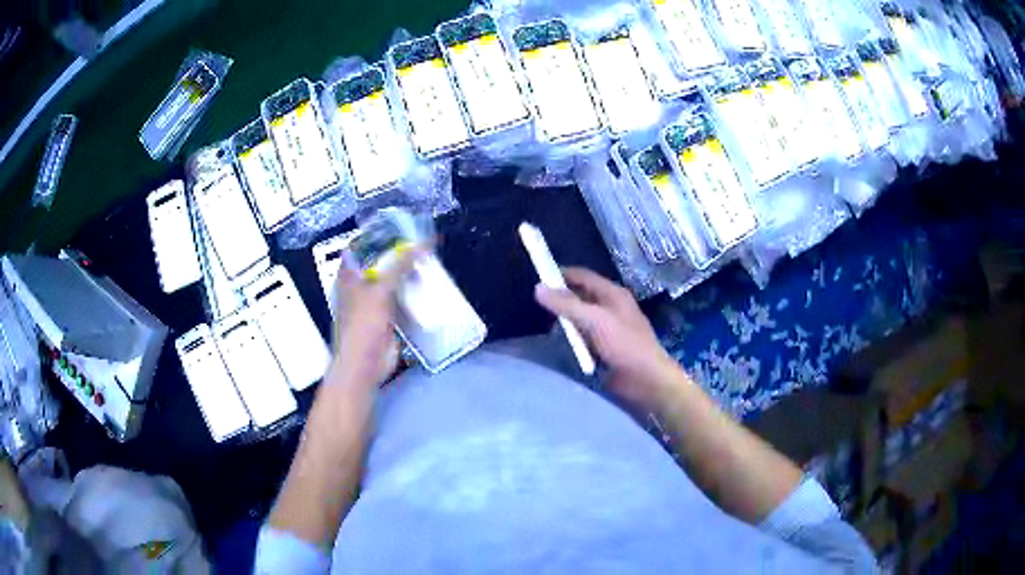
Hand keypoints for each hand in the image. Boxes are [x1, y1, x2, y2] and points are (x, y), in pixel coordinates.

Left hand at [329, 245, 420, 386]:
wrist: (364, 366)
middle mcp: (360, 286)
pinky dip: (414, 295)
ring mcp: (373, 304)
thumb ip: (400, 265)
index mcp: (350, 275)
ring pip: (393, 283)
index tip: (402, 228)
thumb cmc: (364, 326)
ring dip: (409, 276)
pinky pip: (402, 302)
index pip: (362, 246)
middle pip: (380, 263)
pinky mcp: (386, 320)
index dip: (379, 235)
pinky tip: (429, 289)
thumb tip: (423, 243)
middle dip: (400, 255)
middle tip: (423, 245)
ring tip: (430, 263)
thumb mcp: (381, 290)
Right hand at [535, 267, 680, 410]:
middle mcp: (611, 306)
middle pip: (581, 295)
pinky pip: (583, 336)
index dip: (561, 274)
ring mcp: (608, 327)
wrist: (646, 380)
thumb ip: (566, 304)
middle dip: (560, 298)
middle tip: (535, 304)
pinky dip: (571, 337)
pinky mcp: (605, 347)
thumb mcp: (594, 320)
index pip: (583, 276)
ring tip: (541, 323)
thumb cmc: (624, 345)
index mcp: (613, 294)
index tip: (537, 276)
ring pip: (581, 317)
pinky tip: (558, 342)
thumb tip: (537, 287)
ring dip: (564, 320)